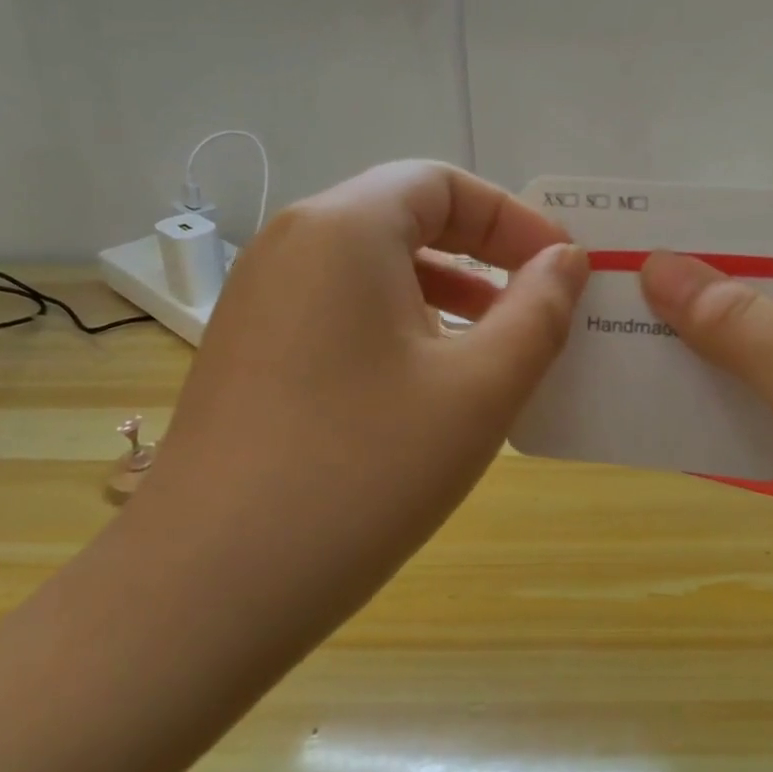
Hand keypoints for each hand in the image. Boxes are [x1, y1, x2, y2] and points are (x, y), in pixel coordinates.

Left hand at [126, 161, 587, 653]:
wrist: (207, 588)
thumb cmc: (362, 471)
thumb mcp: (478, 389)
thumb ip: (538, 312)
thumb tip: (565, 261)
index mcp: (343, 228)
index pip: (441, 183)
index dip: (512, 217)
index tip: (561, 267)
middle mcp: (290, 244)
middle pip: (403, 217)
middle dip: (480, 253)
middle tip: (534, 305)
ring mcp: (258, 298)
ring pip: (370, 267)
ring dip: (441, 291)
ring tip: (490, 347)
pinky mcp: (247, 350)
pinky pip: (338, 310)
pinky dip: (395, 325)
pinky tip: (423, 387)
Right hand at [640, 205, 772, 656]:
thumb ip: (741, 325)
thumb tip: (658, 266)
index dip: (724, 225)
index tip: (643, 234)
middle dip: (700, 290)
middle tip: (610, 291)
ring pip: (765, 346)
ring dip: (703, 348)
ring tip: (618, 342)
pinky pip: (769, 400)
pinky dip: (724, 401)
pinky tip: (661, 404)